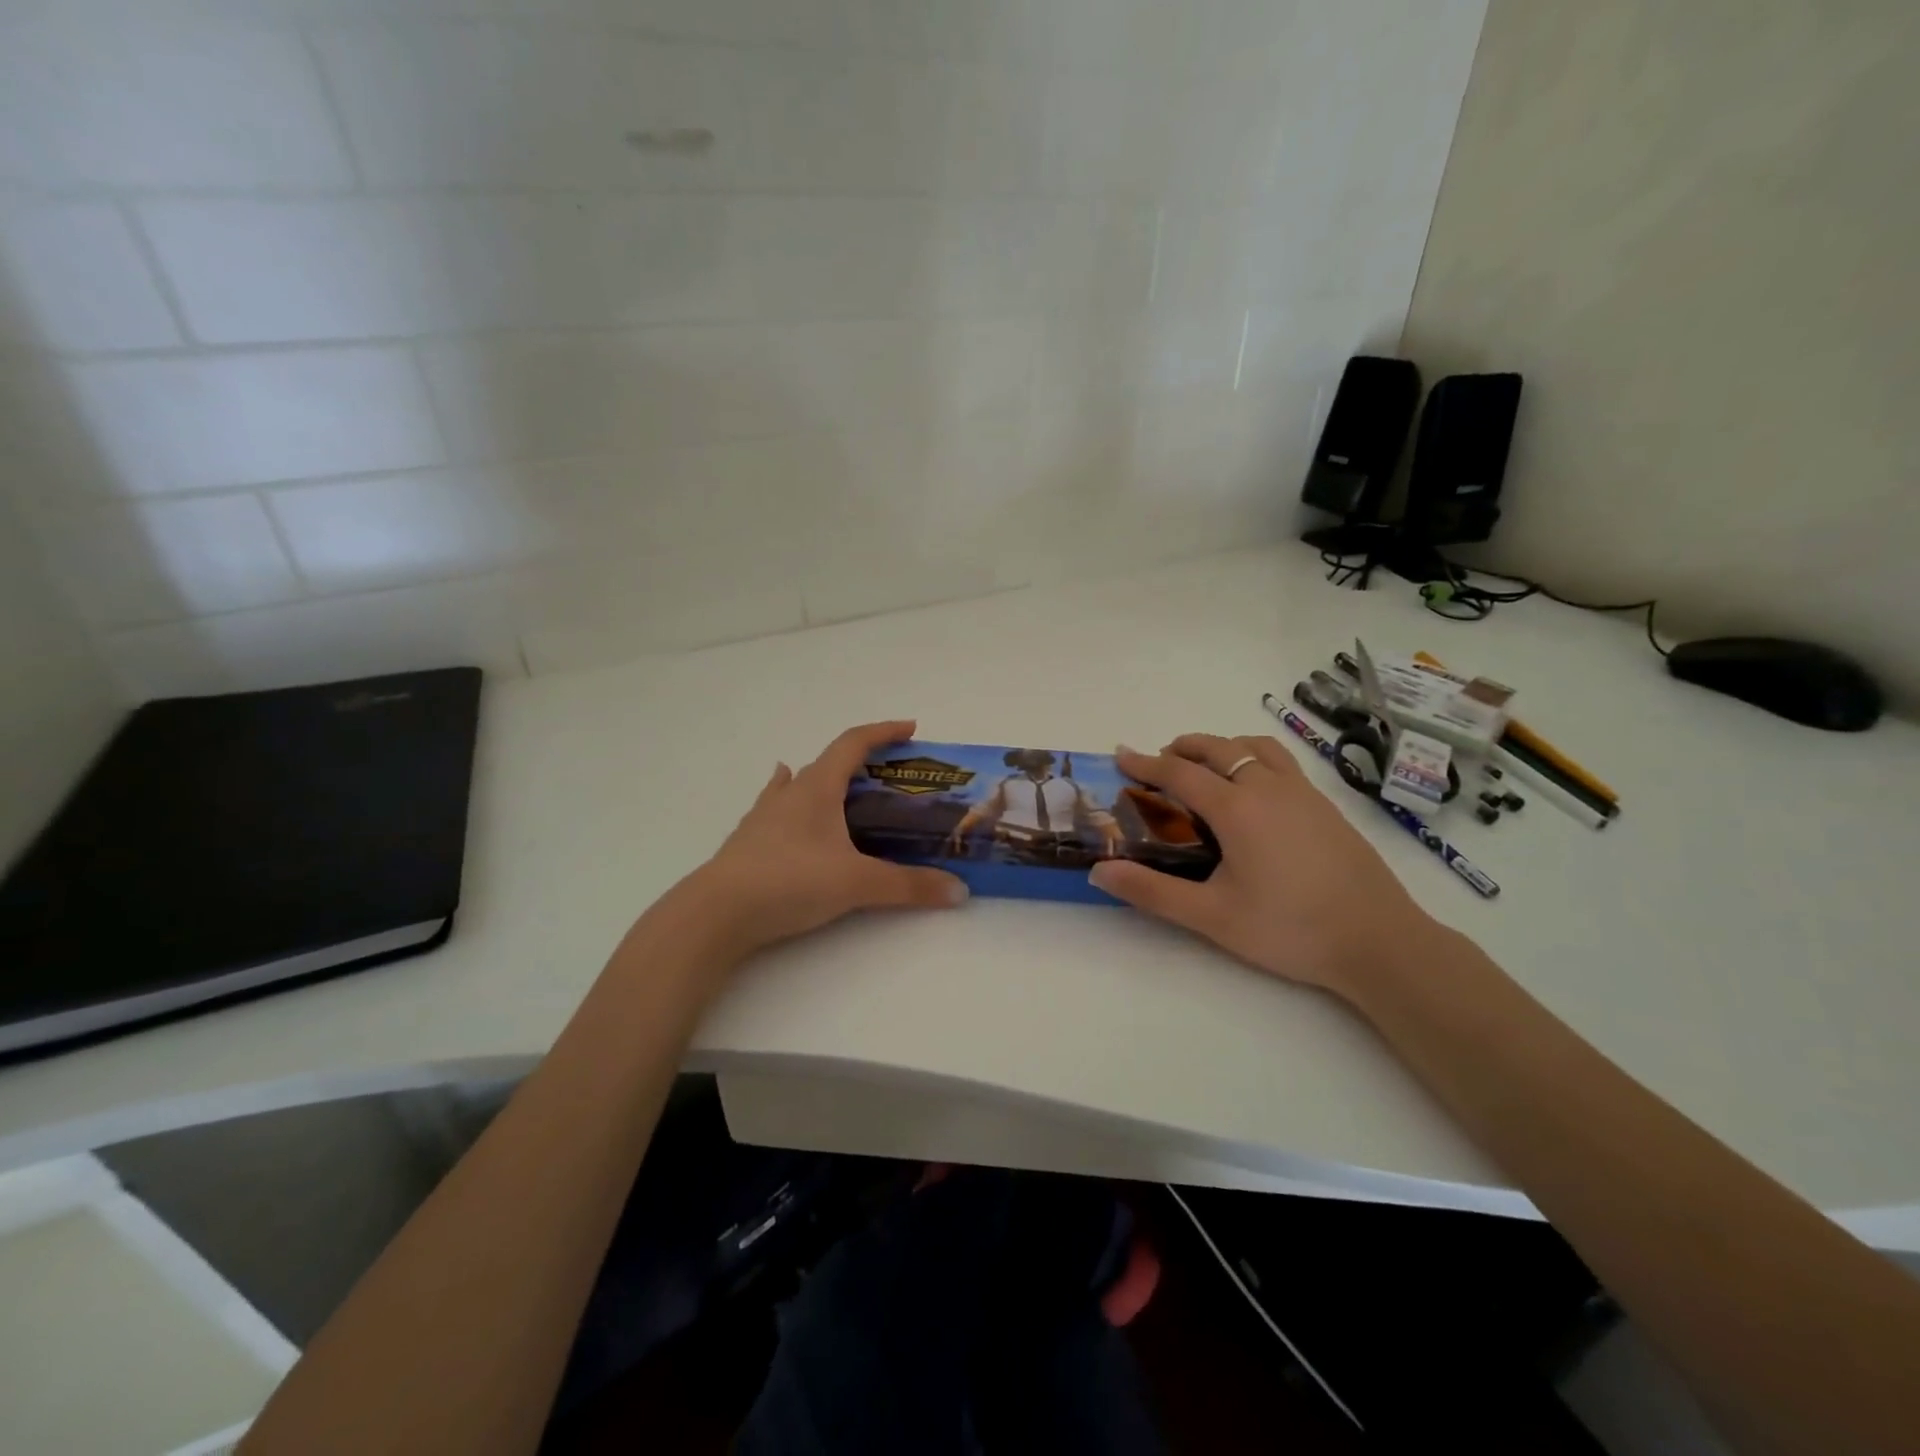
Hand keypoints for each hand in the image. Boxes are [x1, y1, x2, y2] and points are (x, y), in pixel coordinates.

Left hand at [674, 720, 968, 957]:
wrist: (716, 913)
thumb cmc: (790, 882)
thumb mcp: (857, 883)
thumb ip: (909, 886)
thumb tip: (959, 891)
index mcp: (818, 788)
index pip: (853, 743)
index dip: (883, 732)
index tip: (910, 728)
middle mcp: (790, 792)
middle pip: (829, 762)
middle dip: (862, 761)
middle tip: (890, 777)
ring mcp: (765, 815)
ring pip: (800, 784)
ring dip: (826, 780)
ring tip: (844, 787)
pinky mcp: (749, 841)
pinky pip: (777, 807)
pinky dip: (791, 800)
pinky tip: (786, 806)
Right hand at [1088, 734, 1435, 999]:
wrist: (1379, 941)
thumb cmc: (1289, 928)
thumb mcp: (1212, 917)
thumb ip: (1152, 892)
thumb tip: (1100, 872)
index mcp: (1236, 808)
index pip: (1179, 772)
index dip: (1145, 763)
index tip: (1121, 756)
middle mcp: (1268, 787)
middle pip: (1218, 747)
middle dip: (1183, 747)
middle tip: (1160, 762)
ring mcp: (1303, 792)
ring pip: (1255, 746)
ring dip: (1222, 747)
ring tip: (1206, 767)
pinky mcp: (1326, 805)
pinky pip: (1281, 761)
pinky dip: (1254, 757)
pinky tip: (1255, 791)